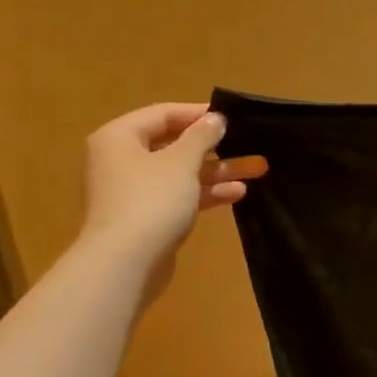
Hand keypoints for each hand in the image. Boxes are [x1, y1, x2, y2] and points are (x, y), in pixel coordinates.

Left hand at [77, 103, 266, 290]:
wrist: (126, 262)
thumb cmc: (152, 200)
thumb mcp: (182, 161)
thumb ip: (201, 136)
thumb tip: (215, 119)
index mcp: (120, 138)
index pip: (162, 114)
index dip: (198, 113)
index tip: (232, 118)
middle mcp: (121, 160)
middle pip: (173, 144)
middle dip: (215, 147)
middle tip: (249, 144)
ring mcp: (132, 191)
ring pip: (181, 172)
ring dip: (217, 171)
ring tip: (257, 170)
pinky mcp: (145, 217)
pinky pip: (179, 195)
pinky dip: (205, 192)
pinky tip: (236, 193)